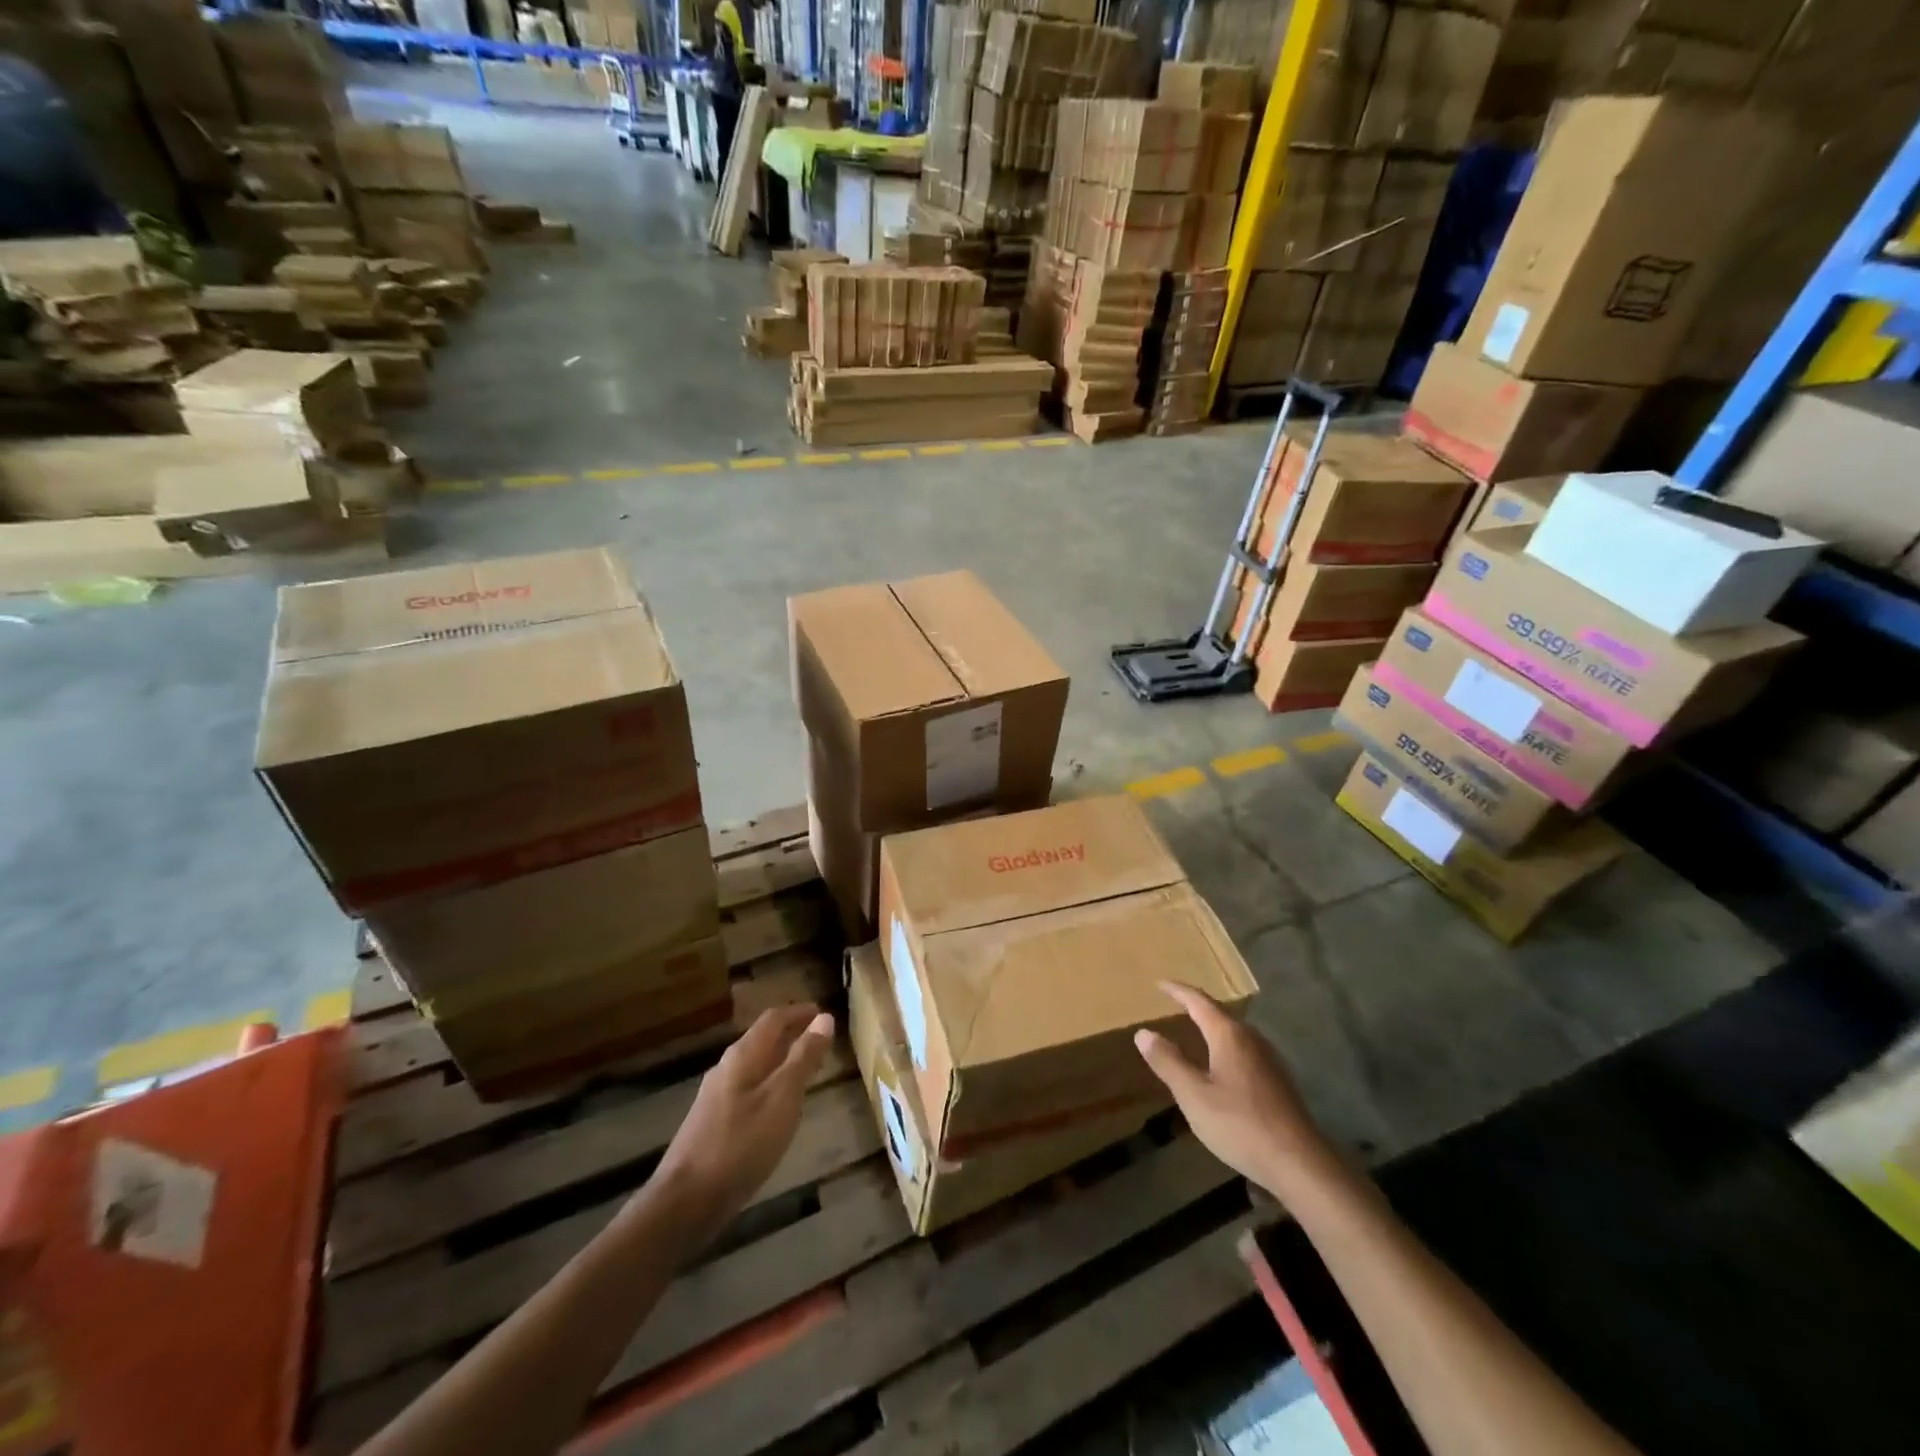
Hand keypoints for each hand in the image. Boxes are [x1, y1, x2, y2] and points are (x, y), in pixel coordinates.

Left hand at [649, 1004, 834, 1228]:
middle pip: (762, 1040)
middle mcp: (726, 1068)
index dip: (800, 1012)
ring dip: (781, 1061)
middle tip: (820, 1040)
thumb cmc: (741, 1144)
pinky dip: (769, 1085)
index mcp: (743, 1056)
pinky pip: (748, 1089)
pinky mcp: (712, 1123)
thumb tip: (825, 1018)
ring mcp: (716, 1097)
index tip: (824, 1013)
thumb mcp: (782, 1098)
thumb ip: (804, 1058)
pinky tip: (778, 1108)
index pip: (774, 1019)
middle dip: (791, 1035)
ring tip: (806, 1071)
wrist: (686, 1202)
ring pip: (755, 1066)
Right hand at [1136, 982, 1338, 1201]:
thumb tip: (1144, 1032)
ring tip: (1194, 1031)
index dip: (1177, 991)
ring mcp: (1269, 1060)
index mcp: (1229, 1035)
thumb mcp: (1193, 1095)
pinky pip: (1244, 1052)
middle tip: (1174, 1004)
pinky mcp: (1279, 1082)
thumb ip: (1168, 1062)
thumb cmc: (1240, 1124)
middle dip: (1196, 1007)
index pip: (1199, 1001)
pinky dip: (1225, 1048)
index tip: (1159, 983)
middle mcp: (1252, 1039)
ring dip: (1212, 1028)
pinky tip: (1220, 1067)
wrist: (1300, 1164)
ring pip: (1234, 1034)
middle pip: (1220, 1014)